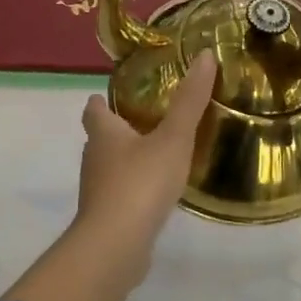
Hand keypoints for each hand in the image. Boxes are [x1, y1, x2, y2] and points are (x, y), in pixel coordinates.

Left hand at [72, 52, 217, 270]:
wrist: (115, 245)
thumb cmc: (140, 182)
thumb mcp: (173, 138)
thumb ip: (190, 101)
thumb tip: (206, 55)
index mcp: (103, 132)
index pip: (94, 108)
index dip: (103, 100)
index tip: (121, 94)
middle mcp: (94, 157)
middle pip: (100, 136)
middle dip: (119, 128)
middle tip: (149, 121)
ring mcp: (97, 190)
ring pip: (109, 166)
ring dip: (127, 159)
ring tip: (157, 154)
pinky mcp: (106, 216)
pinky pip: (119, 194)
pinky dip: (133, 188)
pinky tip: (155, 193)